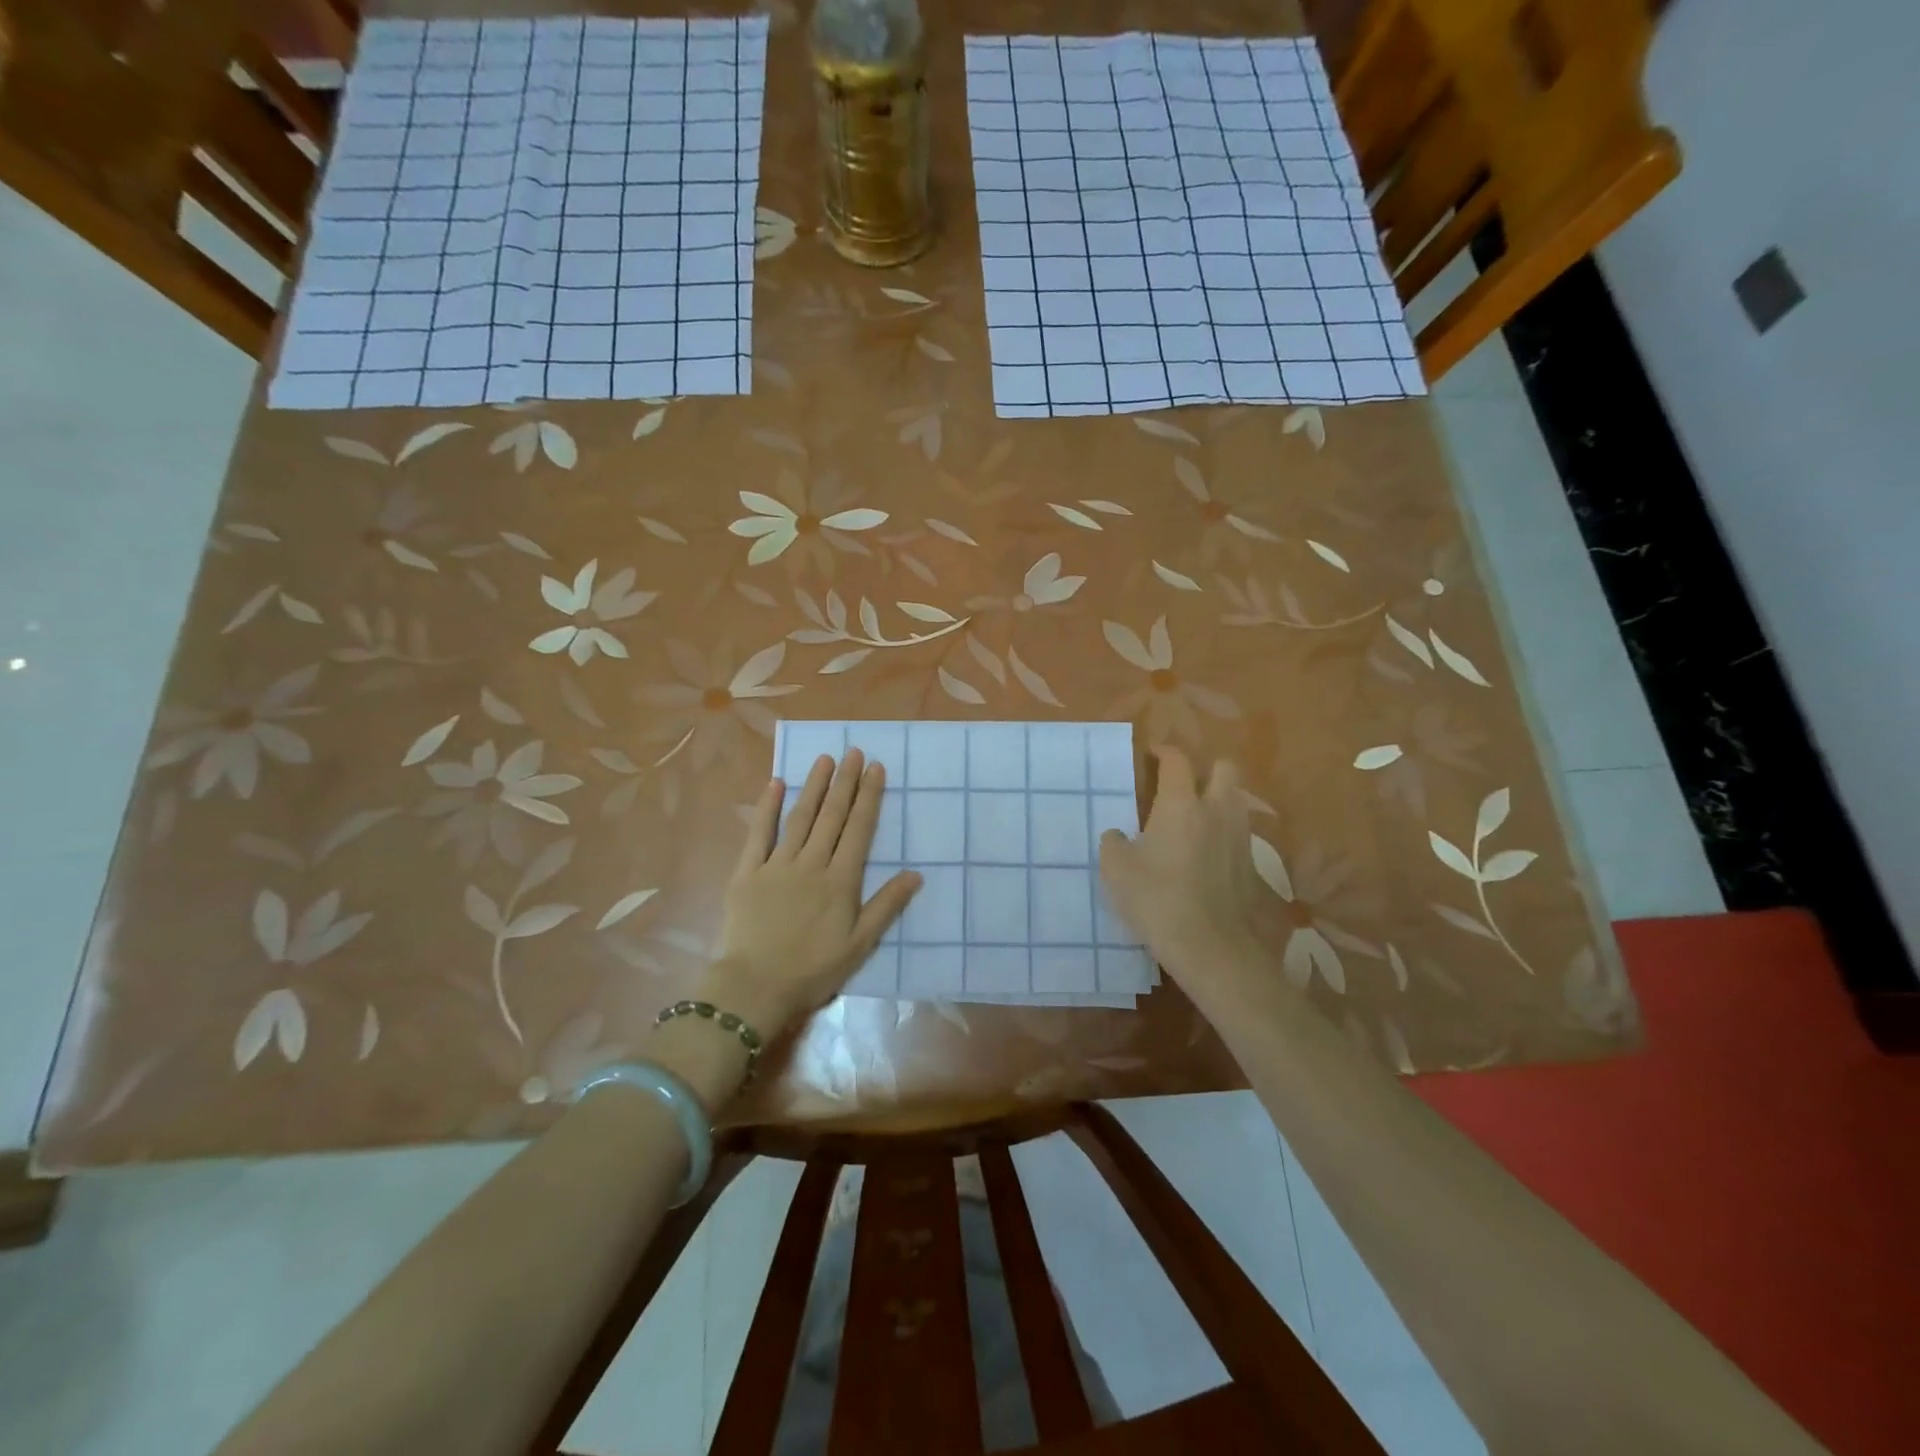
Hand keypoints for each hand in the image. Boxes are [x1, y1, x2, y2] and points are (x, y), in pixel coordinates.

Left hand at [707, 750, 920, 1037]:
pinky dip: (767, 807)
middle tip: (854, 751)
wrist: (755, 986)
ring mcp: (777, 864)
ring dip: (814, 786)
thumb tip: (916, 874)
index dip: (869, 797)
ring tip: (825, 759)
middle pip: (832, 816)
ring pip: (800, 817)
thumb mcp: (859, 945)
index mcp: (840, 880)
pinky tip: (776, 783)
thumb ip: (886, 906)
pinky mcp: (747, 872)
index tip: (876, 768)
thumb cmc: (812, 969)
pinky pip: (758, 833)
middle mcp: (811, 863)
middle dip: (845, 782)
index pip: (859, 829)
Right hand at [1098, 747, 1273, 997]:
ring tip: (1193, 817)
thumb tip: (1118, 835)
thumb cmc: (1157, 899)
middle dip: (1204, 768)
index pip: (1177, 760)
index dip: (1164, 751)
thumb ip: (1113, 843)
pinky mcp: (1250, 864)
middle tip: (1181, 784)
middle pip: (1224, 768)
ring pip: (1235, 799)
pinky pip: (1238, 832)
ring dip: (1217, 798)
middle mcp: (1216, 811)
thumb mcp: (1116, 870)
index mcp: (1181, 804)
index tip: (1152, 754)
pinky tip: (1204, 852)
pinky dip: (1222, 831)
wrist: (1210, 946)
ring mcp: (1239, 837)